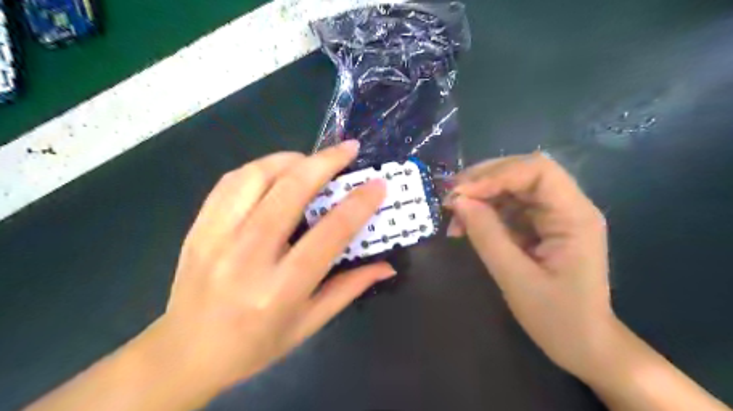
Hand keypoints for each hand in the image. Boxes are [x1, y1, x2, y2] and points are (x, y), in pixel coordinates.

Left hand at [153, 141, 398, 394]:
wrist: (185, 353)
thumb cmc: (255, 345)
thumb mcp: (309, 324)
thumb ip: (349, 288)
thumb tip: (387, 266)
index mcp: (280, 289)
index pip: (328, 235)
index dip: (358, 204)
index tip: (377, 184)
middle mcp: (247, 257)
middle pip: (289, 192)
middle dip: (325, 163)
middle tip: (348, 149)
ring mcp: (216, 238)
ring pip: (256, 177)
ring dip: (291, 160)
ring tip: (312, 160)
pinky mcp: (198, 227)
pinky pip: (230, 182)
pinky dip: (260, 167)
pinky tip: (277, 172)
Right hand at [447, 152, 614, 380]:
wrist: (584, 345)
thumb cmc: (557, 319)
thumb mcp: (515, 279)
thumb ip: (486, 236)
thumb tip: (458, 201)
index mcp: (574, 216)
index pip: (537, 171)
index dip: (496, 175)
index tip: (461, 194)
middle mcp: (567, 206)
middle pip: (522, 172)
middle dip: (483, 180)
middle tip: (451, 198)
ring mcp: (554, 215)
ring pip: (511, 187)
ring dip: (479, 196)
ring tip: (454, 218)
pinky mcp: (540, 226)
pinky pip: (508, 207)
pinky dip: (483, 212)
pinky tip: (465, 227)